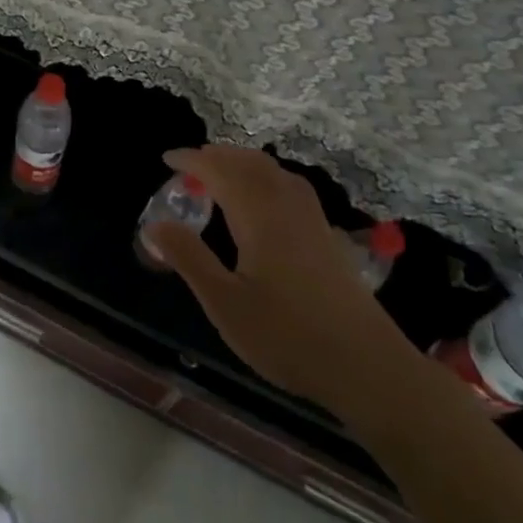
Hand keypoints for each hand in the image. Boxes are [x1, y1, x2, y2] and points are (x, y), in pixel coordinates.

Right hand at [144, 145, 412, 405]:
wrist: (367, 367)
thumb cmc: (287, 336)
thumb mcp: (225, 303)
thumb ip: (189, 259)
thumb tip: (155, 224)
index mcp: (259, 216)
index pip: (220, 171)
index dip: (192, 160)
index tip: (167, 159)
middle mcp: (286, 207)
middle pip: (250, 163)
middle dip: (218, 155)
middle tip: (189, 163)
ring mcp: (312, 220)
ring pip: (274, 172)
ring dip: (243, 162)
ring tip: (221, 173)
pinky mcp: (326, 237)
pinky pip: (291, 186)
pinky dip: (267, 176)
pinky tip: (265, 198)